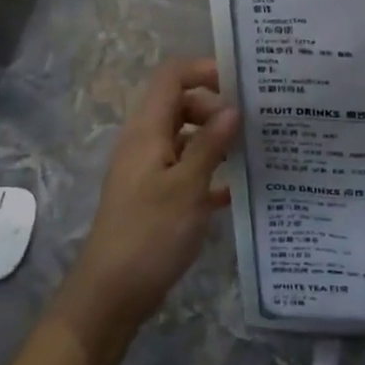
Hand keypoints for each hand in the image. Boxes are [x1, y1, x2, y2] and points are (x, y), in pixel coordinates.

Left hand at [53, 59, 239, 352]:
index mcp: (147, 131)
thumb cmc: (149, 235)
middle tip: (253, 123)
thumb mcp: (187, 187)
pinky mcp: (156, 196)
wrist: (111, 295)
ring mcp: (149, 170)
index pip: (171, 77)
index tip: (242, 82)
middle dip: (216, 107)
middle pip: (181, 104)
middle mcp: (145, 143)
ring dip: (216, 139)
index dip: (204, 70)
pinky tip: (237, 189)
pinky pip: (186, 169)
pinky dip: (210, 171)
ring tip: (254, 150)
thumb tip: (233, 109)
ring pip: (186, 138)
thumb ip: (210, 145)